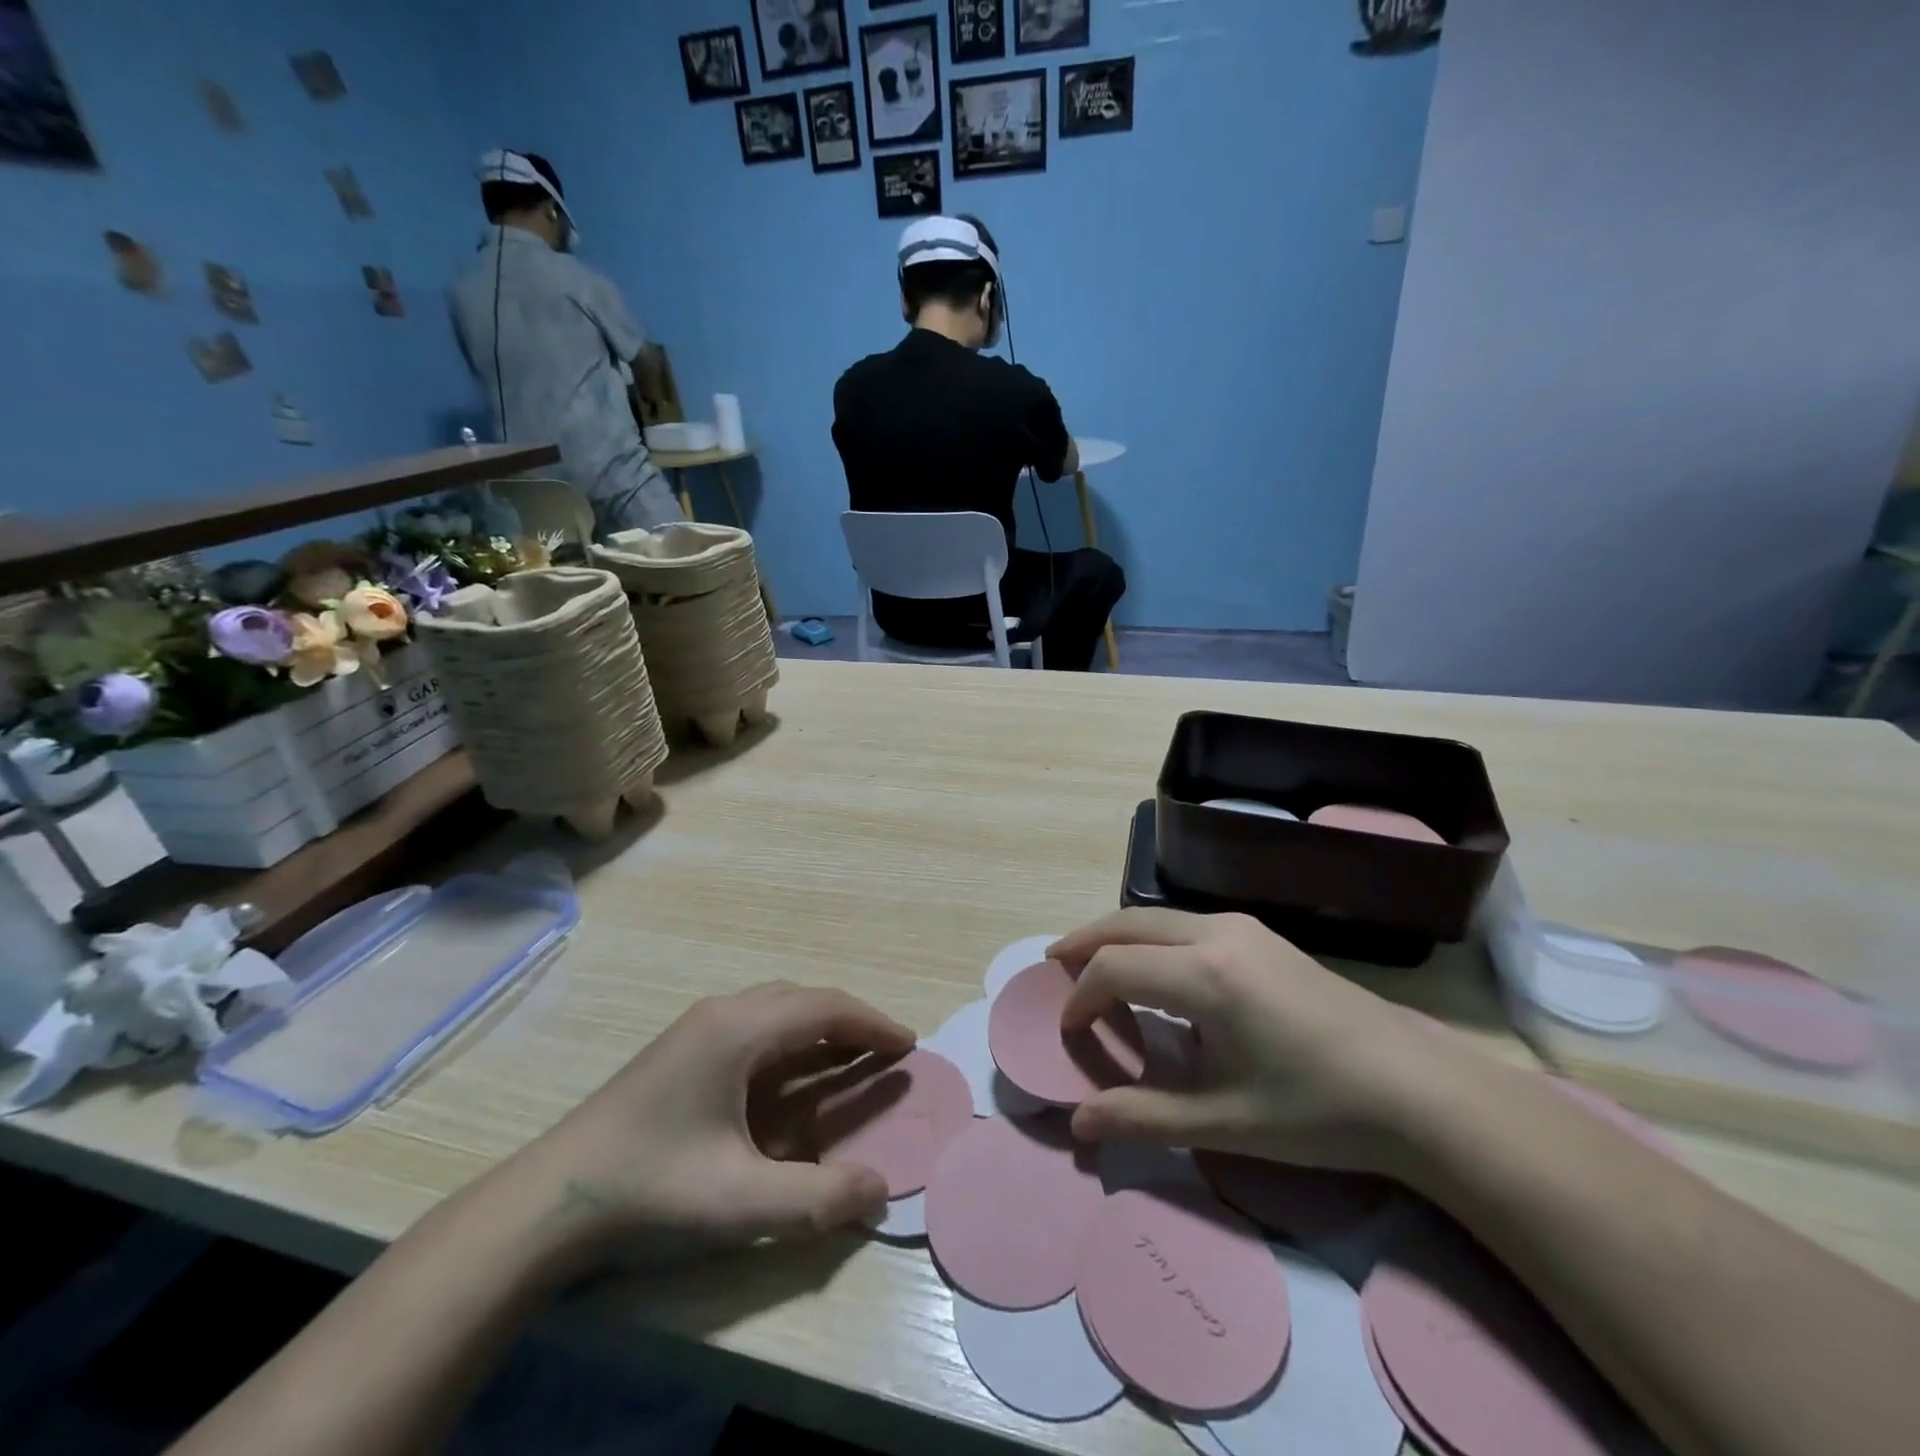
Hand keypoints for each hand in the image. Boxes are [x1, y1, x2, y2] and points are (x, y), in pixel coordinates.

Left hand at [486, 981, 915, 1276]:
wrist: (548, 1203)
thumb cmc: (651, 1188)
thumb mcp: (740, 1202)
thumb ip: (818, 1197)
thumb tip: (880, 1189)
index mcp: (740, 1030)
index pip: (825, 1009)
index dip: (872, 1024)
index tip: (908, 1045)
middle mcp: (722, 1013)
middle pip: (803, 1000)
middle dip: (850, 1022)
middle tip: (886, 1053)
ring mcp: (697, 1028)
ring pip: (776, 1009)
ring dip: (818, 1027)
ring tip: (848, 1059)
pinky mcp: (681, 1049)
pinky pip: (754, 1026)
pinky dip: (789, 1040)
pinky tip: (791, 1076)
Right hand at [1052, 909, 1481, 1175]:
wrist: (1418, 1089)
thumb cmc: (1318, 1110)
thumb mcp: (1225, 1124)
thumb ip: (1144, 1118)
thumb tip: (1078, 1125)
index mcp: (1204, 975)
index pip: (1114, 968)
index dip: (1081, 997)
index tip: (1069, 1031)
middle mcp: (1217, 933)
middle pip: (1128, 924)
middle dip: (1084, 943)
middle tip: (1052, 966)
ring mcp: (1243, 928)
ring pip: (1157, 917)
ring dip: (1118, 937)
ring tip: (1093, 964)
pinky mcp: (1261, 935)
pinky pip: (1185, 923)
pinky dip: (1150, 938)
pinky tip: (1155, 969)